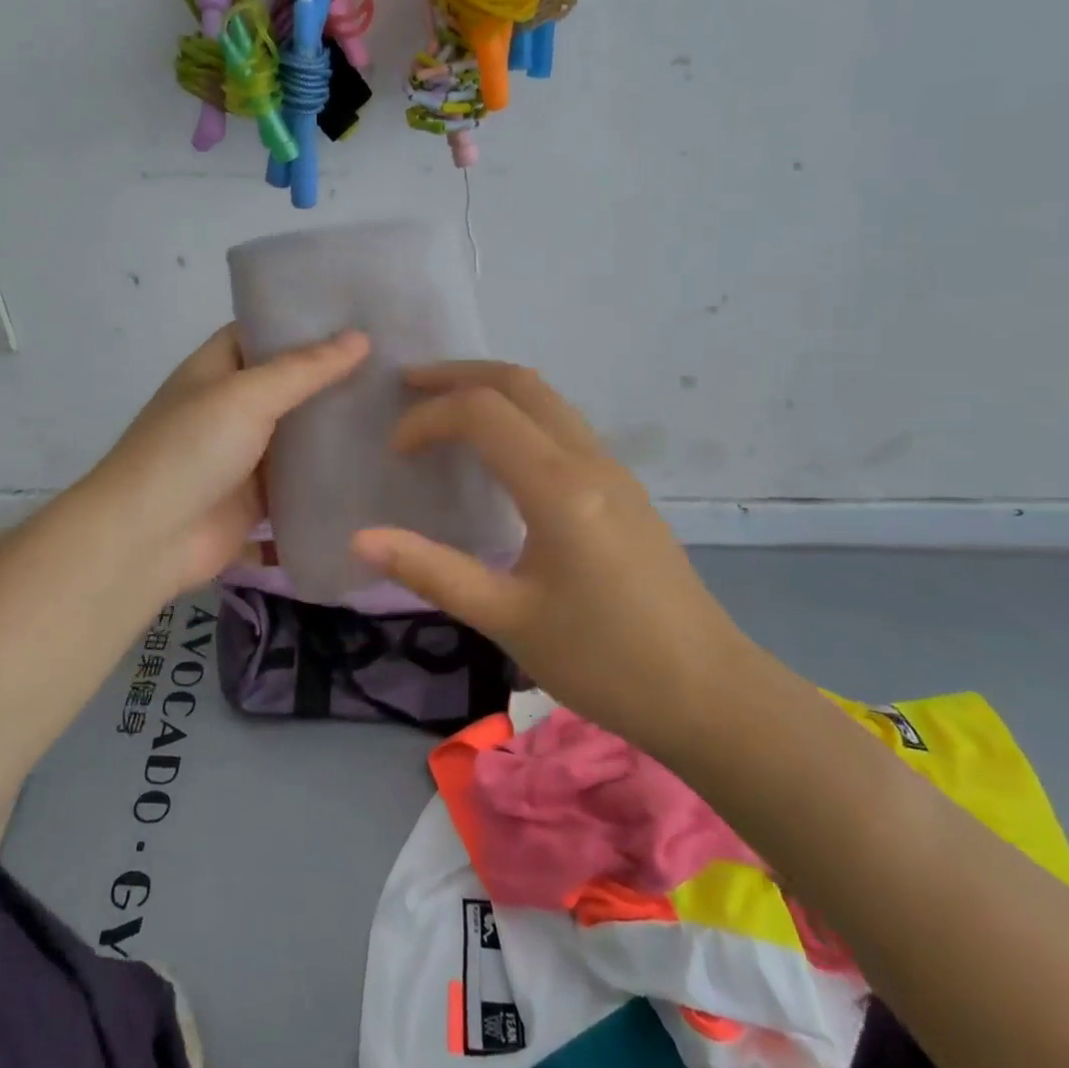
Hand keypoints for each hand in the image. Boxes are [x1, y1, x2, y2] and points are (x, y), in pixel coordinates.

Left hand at [80, 325, 368, 598]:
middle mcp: (231, 405)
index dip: (306, 322)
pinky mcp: (259, 497)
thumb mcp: (245, 396)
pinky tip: (377, 459)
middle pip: (288, 382)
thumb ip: (304, 369)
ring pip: (299, 431)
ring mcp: (245, 453)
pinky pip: (301, 478)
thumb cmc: (190, 451)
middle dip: (333, 374)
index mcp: (216, 369)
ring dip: (335, 423)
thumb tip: (361, 337)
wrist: (147, 540)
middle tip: (396, 363)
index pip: (264, 332)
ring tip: (399, 406)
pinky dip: (329, 471)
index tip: (361, 315)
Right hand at [351, 362, 749, 753]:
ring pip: (547, 399)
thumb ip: (432, 571)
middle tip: (408, 386)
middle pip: (520, 383)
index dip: (428, 419)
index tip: (394, 453)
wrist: (708, 692)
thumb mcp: (508, 619)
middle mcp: (588, 460)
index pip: (481, 413)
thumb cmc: (604, 661)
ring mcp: (613, 470)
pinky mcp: (623, 489)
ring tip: (444, 408)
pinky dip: (519, 415)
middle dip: (459, 375)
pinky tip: (498, 452)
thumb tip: (360, 540)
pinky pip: (563, 425)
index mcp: (559, 486)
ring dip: (492, 390)